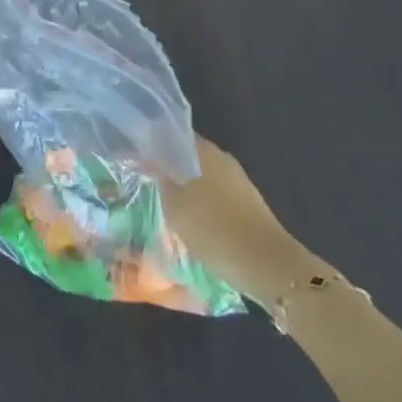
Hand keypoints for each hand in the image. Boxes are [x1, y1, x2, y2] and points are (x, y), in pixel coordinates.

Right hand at [162, 137, 317, 302]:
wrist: (266, 265)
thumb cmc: (214, 229)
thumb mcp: (175, 205)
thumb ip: (161, 179)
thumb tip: (151, 162)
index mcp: (205, 151)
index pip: (172, 136)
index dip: (153, 146)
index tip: (136, 159)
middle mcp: (223, 159)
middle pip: (188, 157)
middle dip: (169, 169)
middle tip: (148, 184)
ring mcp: (238, 182)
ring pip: (203, 178)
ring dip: (185, 188)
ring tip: (165, 206)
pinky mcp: (248, 205)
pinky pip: (216, 196)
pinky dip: (201, 204)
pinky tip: (191, 222)